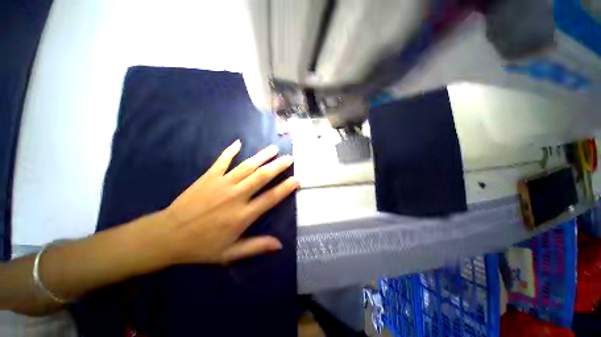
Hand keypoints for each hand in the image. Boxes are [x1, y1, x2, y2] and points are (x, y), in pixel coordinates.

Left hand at [160, 140, 297, 264]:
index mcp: (242, 215)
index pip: (270, 198)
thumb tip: (279, 244)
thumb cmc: (201, 246)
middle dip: (278, 166)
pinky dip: (230, 151)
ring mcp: (221, 184)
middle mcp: (235, 196)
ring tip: (274, 149)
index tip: (296, 180)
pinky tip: (238, 143)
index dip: (285, 188)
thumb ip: (256, 246)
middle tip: (289, 158)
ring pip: (246, 166)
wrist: (167, 236)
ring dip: (262, 156)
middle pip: (261, 177)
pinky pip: (221, 161)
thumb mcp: (230, 253)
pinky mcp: (208, 177)